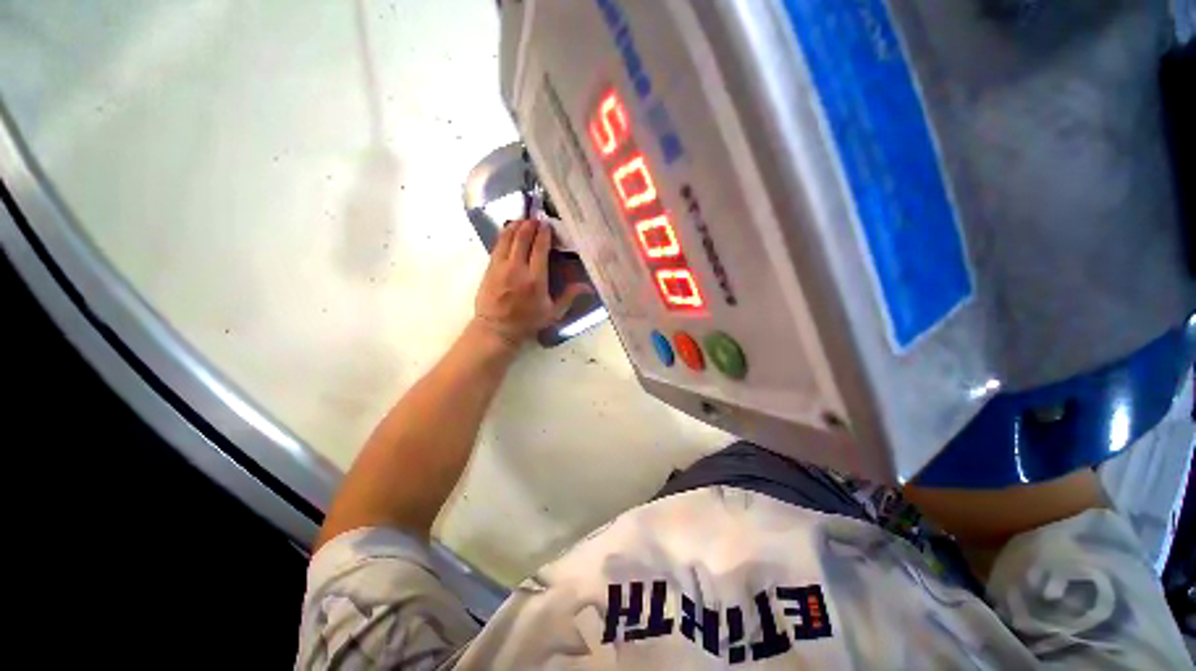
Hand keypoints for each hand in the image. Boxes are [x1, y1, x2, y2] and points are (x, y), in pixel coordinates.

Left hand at [473, 220, 588, 346]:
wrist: (497, 329)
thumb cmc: (528, 322)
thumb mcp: (553, 312)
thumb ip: (569, 296)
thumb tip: (588, 286)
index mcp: (535, 279)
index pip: (539, 248)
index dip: (544, 233)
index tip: (547, 224)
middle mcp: (517, 269)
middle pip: (523, 238)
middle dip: (530, 225)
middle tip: (536, 218)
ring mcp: (500, 267)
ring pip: (507, 238)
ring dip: (516, 226)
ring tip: (524, 220)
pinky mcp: (489, 268)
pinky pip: (497, 245)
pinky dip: (505, 235)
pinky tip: (510, 230)